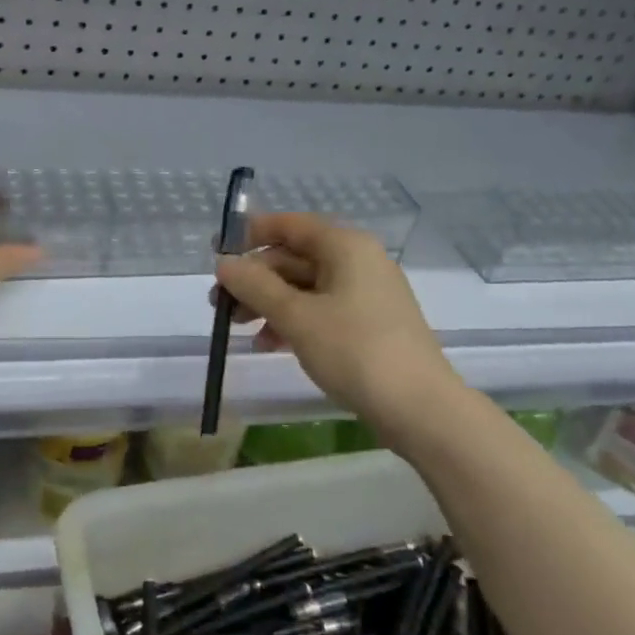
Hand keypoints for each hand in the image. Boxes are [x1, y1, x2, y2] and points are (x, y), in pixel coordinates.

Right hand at [215, 213, 459, 420]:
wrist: (420, 410)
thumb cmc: (355, 351)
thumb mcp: (296, 316)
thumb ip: (255, 285)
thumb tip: (223, 262)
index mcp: (345, 246)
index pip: (288, 225)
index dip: (249, 235)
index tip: (215, 253)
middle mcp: (358, 260)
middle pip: (293, 257)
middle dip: (254, 279)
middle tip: (219, 304)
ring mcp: (365, 294)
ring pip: (304, 287)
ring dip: (268, 303)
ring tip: (237, 328)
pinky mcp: (368, 324)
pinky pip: (320, 310)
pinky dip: (292, 321)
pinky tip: (267, 344)